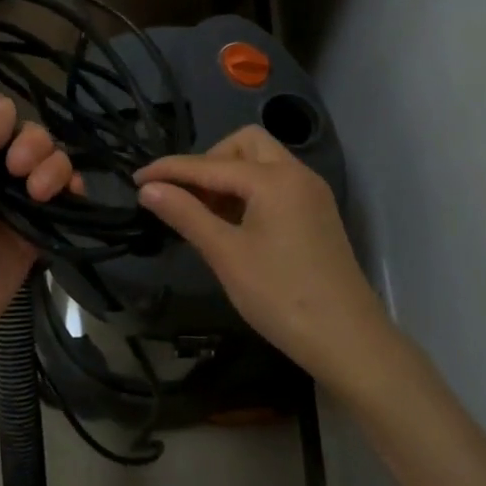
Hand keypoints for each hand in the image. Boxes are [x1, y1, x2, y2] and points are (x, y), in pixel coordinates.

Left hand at [0, 95, 79, 382]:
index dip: (1, 111)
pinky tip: (73, 195)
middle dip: (34, 144)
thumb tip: (4, 101)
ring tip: (44, 193)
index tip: (9, 127)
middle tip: (23, 169)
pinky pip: (59, 200)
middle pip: (23, 135)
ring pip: (46, 164)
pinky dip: (71, 191)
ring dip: (55, 167)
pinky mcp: (29, 232)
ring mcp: (7, 202)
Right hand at [135, 126, 388, 387]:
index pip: (210, 164)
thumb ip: (186, 215)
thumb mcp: (226, 255)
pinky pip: (276, 184)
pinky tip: (233, 224)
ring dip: (229, 176)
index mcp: (274, 179)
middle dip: (209, 162)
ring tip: (204, 214)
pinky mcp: (317, 213)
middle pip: (244, 144)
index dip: (170, 170)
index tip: (136, 179)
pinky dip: (249, 191)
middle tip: (185, 197)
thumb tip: (148, 189)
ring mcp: (311, 193)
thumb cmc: (281, 296)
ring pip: (262, 162)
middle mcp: (296, 174)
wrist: (349, 341)